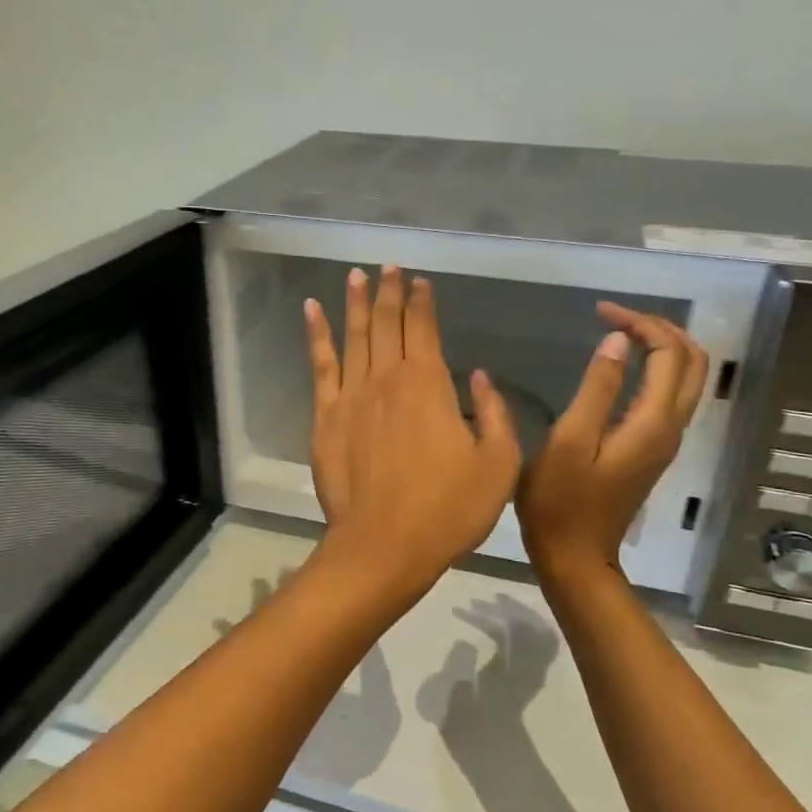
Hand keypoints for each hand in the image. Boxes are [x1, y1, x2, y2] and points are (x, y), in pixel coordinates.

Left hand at [304, 266, 521, 596]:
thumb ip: (494, 415)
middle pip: (388, 324)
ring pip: (354, 336)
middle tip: (389, 266)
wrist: (385, 545)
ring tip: (356, 275)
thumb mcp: (499, 465)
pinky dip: (317, 334)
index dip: (423, 302)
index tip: (420, 281)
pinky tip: (312, 311)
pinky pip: (321, 365)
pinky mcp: (325, 418)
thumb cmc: (449, 509)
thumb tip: (480, 377)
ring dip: (356, 303)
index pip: (425, 330)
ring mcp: (351, 396)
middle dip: (390, 291)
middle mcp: (388, 378)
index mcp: (431, 385)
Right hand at [516, 304, 708, 583]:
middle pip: (692, 362)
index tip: (599, 312)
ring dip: (662, 347)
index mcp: (652, 422)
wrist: (576, 557)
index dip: (639, 323)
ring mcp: (665, 441)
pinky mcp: (652, 451)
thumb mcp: (569, 442)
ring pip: (687, 379)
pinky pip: (670, 397)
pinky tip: (624, 367)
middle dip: (660, 329)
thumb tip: (617, 342)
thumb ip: (597, 390)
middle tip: (615, 316)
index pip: (668, 353)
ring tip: (620, 332)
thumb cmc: (561, 503)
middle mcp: (670, 428)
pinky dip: (656, 370)